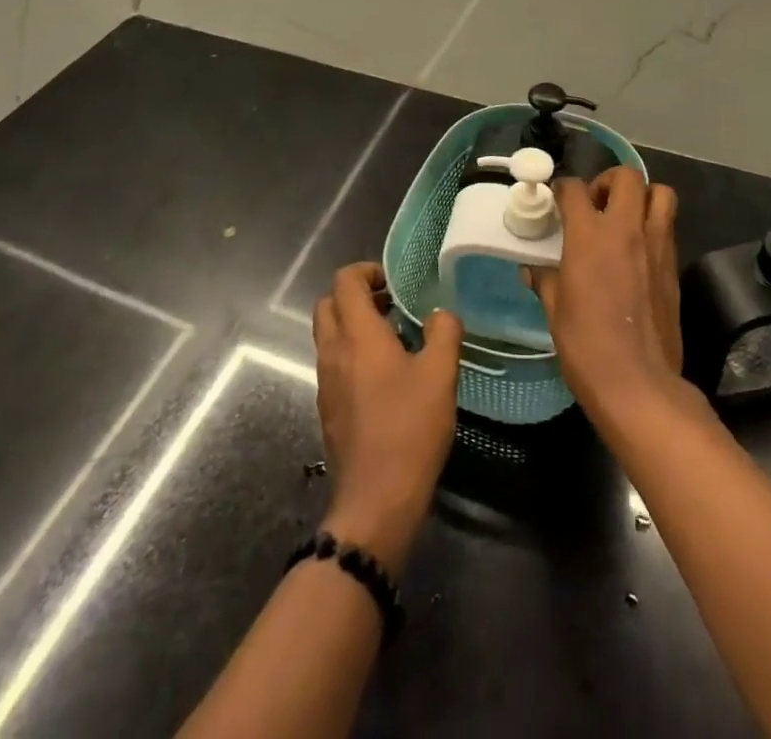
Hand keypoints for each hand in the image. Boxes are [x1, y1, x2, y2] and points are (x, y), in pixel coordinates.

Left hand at [313, 263, 461, 571]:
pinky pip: (333, 364)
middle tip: (391, 306)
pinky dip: (352, 354)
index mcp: (356, 334)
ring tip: (394, 339)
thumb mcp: (441, 374)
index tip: (393, 283)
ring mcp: (326, 382)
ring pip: (328, 335)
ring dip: (353, 325)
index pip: (344, 281)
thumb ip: (444, 333)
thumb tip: (442, 314)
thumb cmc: (409, 428)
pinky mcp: (328, 408)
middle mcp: (333, 351)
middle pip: (328, 304)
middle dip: (356, 296)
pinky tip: (385, 377)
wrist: (376, 499)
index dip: (366, 271)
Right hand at [525, 168, 683, 429]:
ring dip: (642, 196)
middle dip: (609, 180)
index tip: (557, 200)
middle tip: (596, 203)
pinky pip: (668, 227)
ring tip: (624, 218)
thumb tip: (533, 270)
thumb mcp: (555, 310)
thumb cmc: (586, 346)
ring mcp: (656, 246)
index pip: (574, 189)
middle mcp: (626, 230)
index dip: (562, 189)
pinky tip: (637, 251)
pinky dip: (654, 225)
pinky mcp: (674, 266)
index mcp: (589, 236)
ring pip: (660, 193)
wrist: (638, 383)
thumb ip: (546, 280)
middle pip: (627, 176)